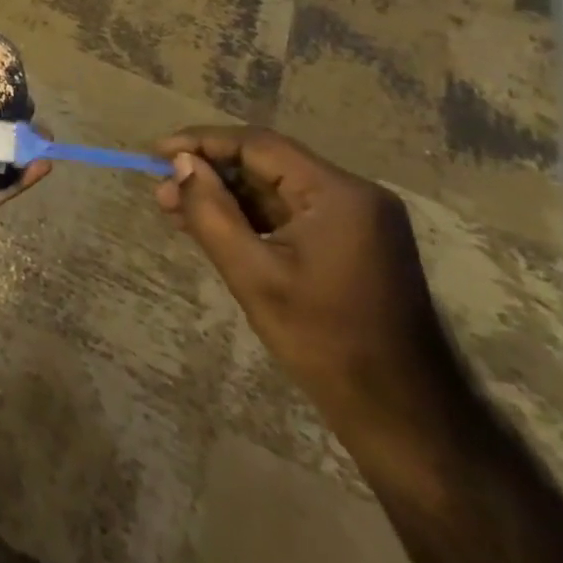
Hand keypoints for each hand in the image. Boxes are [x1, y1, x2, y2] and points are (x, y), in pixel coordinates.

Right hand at [154, 128, 465, 452]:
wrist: (405, 420)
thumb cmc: (326, 343)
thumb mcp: (254, 276)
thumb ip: (212, 212)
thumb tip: (181, 165)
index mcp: (339, 194)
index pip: (259, 145)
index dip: (203, 142)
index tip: (158, 152)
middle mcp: (354, 194)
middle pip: (268, 164)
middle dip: (211, 173)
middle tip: (162, 189)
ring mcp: (358, 219)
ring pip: (276, 189)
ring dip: (227, 196)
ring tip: (175, 209)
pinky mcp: (354, 243)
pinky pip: (291, 213)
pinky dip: (251, 217)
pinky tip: (214, 227)